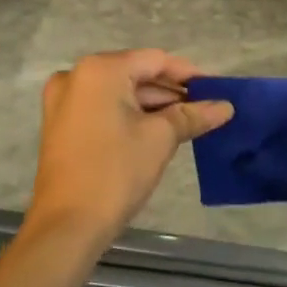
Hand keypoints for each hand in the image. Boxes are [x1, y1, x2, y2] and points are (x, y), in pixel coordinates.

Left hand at [25, 50, 232, 248]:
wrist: (67, 225)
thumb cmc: (116, 172)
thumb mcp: (160, 138)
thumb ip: (193, 115)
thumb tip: (226, 106)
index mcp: (100, 70)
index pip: (155, 60)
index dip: (188, 74)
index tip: (216, 89)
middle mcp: (76, 76)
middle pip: (135, 74)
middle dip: (171, 92)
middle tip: (205, 108)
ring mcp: (63, 101)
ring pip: (119, 92)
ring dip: (153, 105)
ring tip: (188, 122)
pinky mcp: (60, 124)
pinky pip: (103, 108)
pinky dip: (130, 115)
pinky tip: (158, 130)